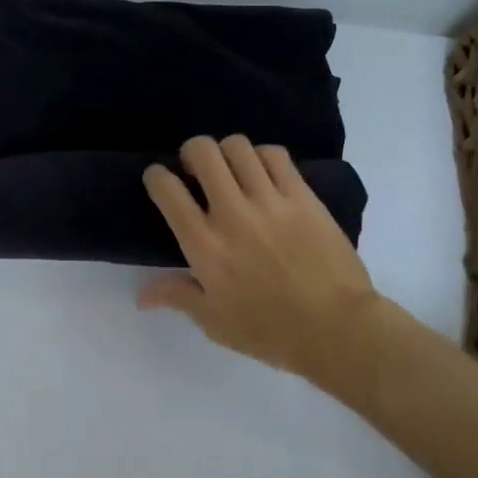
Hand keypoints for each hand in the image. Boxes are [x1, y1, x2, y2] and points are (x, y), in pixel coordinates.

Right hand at [140, 136, 378, 382]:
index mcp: (204, 245)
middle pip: (202, 152)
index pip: (167, 190)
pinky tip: (264, 173)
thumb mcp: (214, 322)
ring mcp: (270, 200)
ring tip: (232, 169)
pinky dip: (262, 156)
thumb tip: (141, 295)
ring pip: (238, 146)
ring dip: (227, 152)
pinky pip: (276, 156)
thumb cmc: (269, 331)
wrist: (337, 329)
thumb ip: (177, 296)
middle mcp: (232, 213)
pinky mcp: (303, 196)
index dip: (156, 176)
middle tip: (197, 170)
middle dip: (192, 152)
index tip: (161, 181)